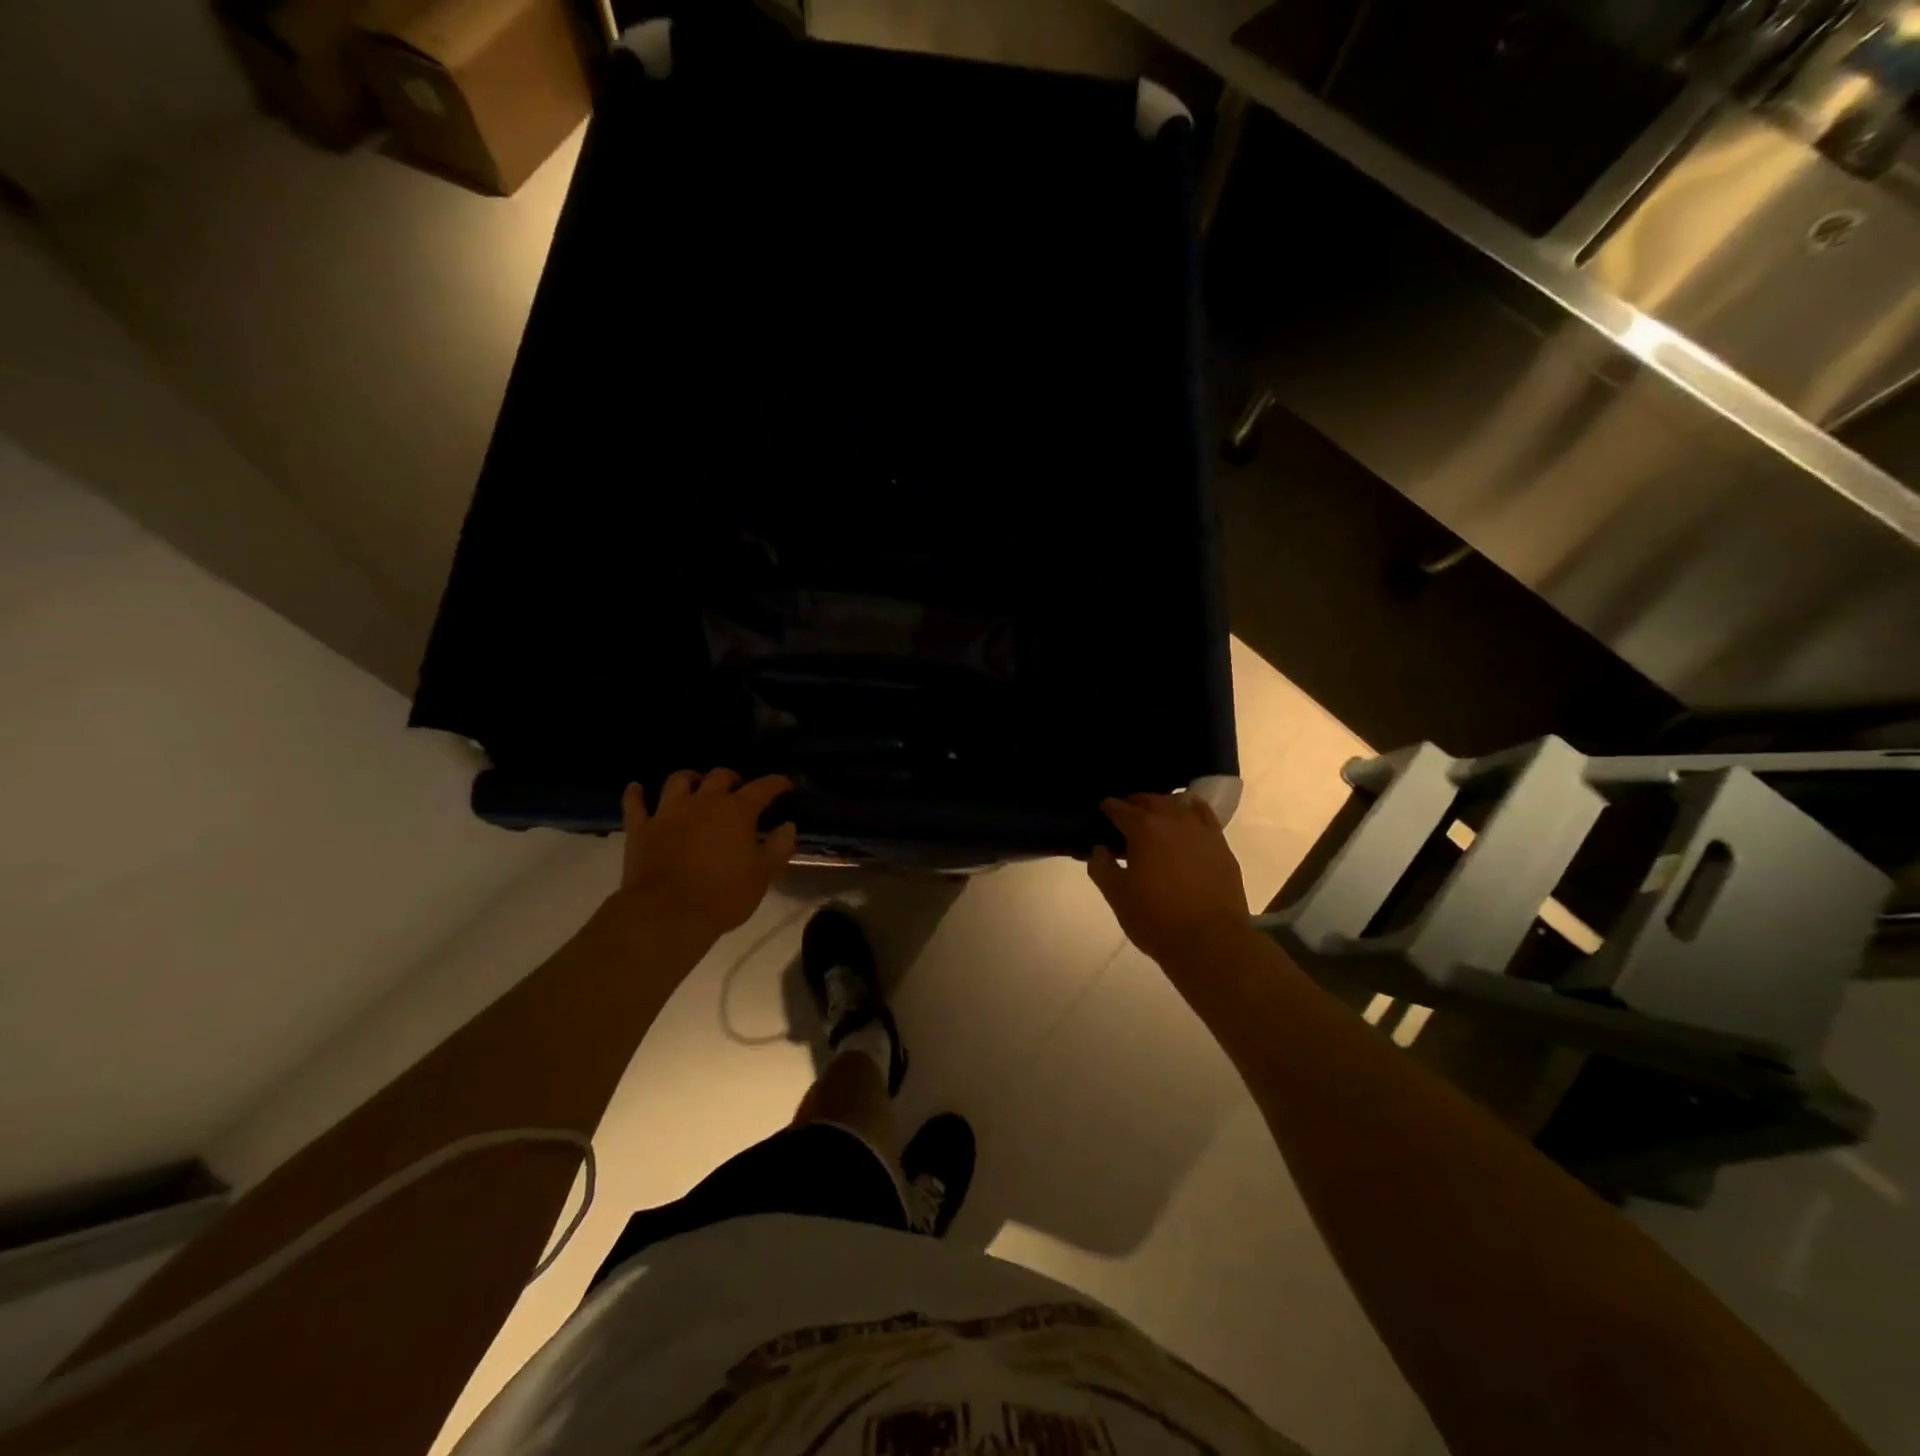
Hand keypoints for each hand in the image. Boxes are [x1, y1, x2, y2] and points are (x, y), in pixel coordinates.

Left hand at [617, 769, 796, 937]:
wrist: (667, 914)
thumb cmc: (723, 895)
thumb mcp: (763, 875)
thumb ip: (779, 847)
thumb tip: (788, 826)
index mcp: (736, 811)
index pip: (762, 788)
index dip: (776, 783)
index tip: (785, 784)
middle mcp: (703, 802)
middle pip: (719, 776)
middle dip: (732, 779)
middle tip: (738, 790)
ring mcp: (668, 813)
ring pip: (678, 781)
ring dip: (689, 779)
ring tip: (695, 785)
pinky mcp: (641, 829)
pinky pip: (635, 804)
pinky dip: (636, 794)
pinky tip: (636, 789)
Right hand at [1087, 793, 1250, 966]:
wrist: (1210, 941)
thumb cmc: (1156, 919)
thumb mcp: (1117, 897)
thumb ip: (1102, 868)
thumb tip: (1099, 849)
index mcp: (1143, 830)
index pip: (1119, 809)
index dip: (1108, 808)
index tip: (1102, 810)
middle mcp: (1172, 820)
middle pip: (1149, 800)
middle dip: (1134, 803)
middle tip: (1124, 813)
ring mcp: (1200, 830)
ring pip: (1178, 804)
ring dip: (1162, 804)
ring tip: (1154, 814)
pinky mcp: (1221, 844)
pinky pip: (1205, 815)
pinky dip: (1192, 808)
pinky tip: (1188, 812)